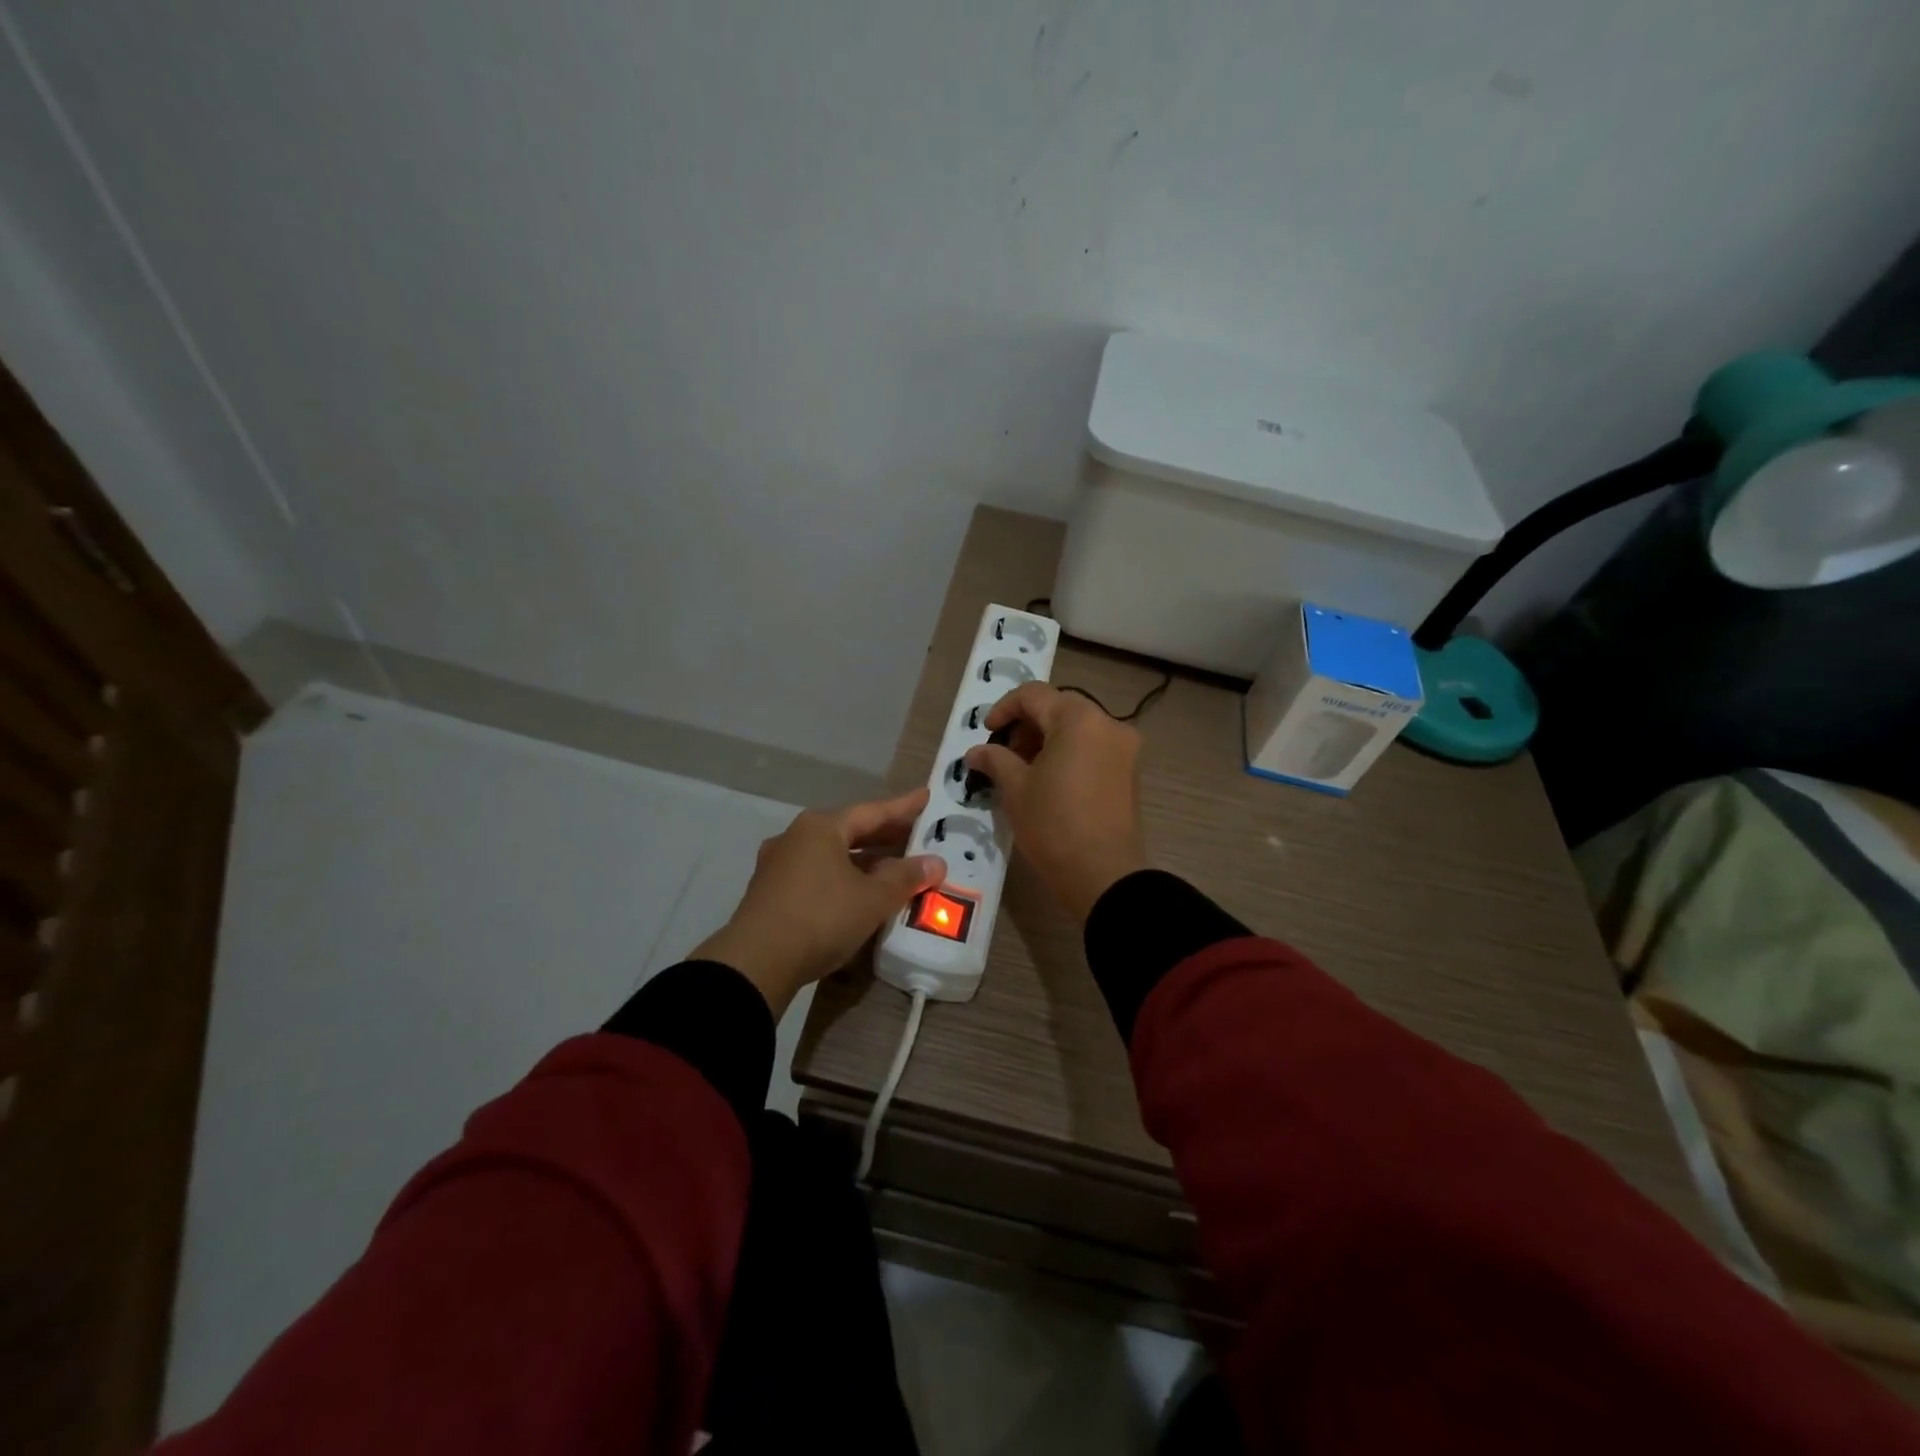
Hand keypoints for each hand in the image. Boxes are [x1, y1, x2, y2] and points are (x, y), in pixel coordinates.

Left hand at [693, 789, 945, 1016]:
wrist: (756, 963)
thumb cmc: (820, 917)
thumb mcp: (872, 899)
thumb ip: (905, 878)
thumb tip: (935, 863)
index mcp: (821, 827)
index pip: (872, 811)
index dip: (903, 806)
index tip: (927, 796)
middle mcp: (797, 837)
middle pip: (850, 831)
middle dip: (885, 836)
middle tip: (918, 835)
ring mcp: (779, 865)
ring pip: (833, 855)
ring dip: (865, 861)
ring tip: (895, 867)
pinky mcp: (772, 893)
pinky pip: (818, 875)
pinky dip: (844, 878)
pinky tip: (860, 893)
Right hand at [963, 683, 1148, 923]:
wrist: (1104, 875)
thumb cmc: (1054, 824)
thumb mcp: (1015, 789)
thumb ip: (994, 759)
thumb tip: (976, 752)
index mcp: (1079, 719)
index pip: (1034, 695)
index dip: (1004, 709)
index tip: (987, 733)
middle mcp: (1108, 724)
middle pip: (1059, 708)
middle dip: (1026, 725)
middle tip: (1003, 754)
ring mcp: (1125, 749)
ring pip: (1077, 729)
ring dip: (1047, 740)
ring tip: (1023, 771)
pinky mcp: (1130, 773)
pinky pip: (1093, 749)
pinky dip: (1068, 754)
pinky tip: (1049, 781)